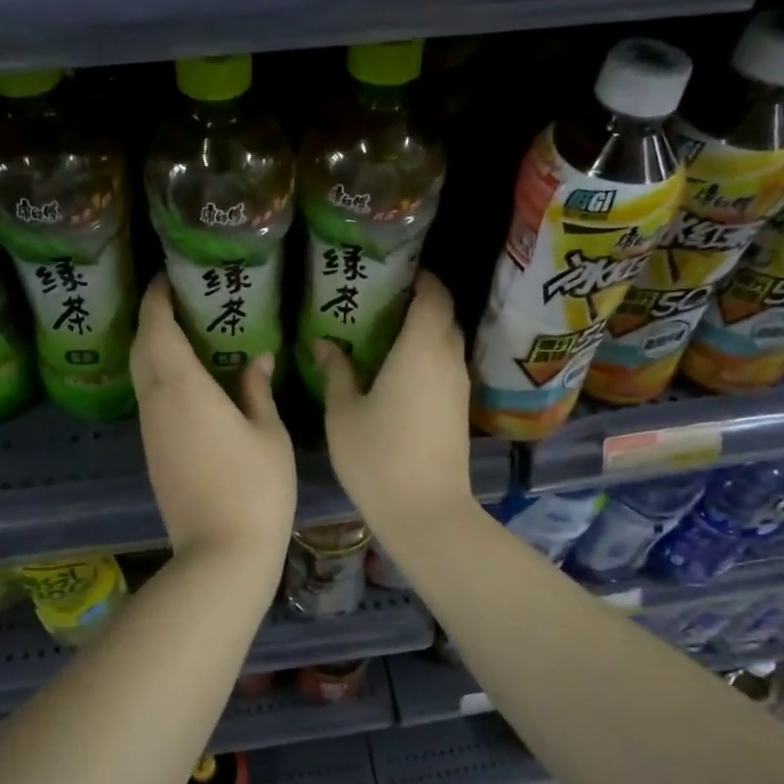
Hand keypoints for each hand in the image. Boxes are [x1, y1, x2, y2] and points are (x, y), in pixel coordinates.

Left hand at [132, 276, 295, 563]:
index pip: (156, 329)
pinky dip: (160, 376)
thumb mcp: (268, 433)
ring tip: (185, 330)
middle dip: (152, 318)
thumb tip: (257, 359)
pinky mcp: (152, 453)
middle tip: (178, 298)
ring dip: (153, 347)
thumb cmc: (256, 488)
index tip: (167, 277)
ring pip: (141, 375)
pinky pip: (149, 399)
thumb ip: (257, 391)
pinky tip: (187, 378)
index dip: (156, 298)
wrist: (221, 553)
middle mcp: (156, 403)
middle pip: (140, 348)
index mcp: (183, 388)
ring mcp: (150, 431)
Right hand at [311, 271, 473, 539]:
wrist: (426, 511)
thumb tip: (324, 343)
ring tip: (387, 333)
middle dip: (421, 302)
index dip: (422, 278)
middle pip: (444, 317)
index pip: (434, 296)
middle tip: (383, 301)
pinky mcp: (459, 410)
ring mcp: (458, 387)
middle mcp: (447, 360)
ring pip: (448, 344)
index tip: (398, 271)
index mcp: (421, 349)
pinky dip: (428, 357)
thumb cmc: (377, 456)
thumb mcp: (344, 412)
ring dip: (425, 332)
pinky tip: (399, 371)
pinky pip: (446, 368)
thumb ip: (336, 371)